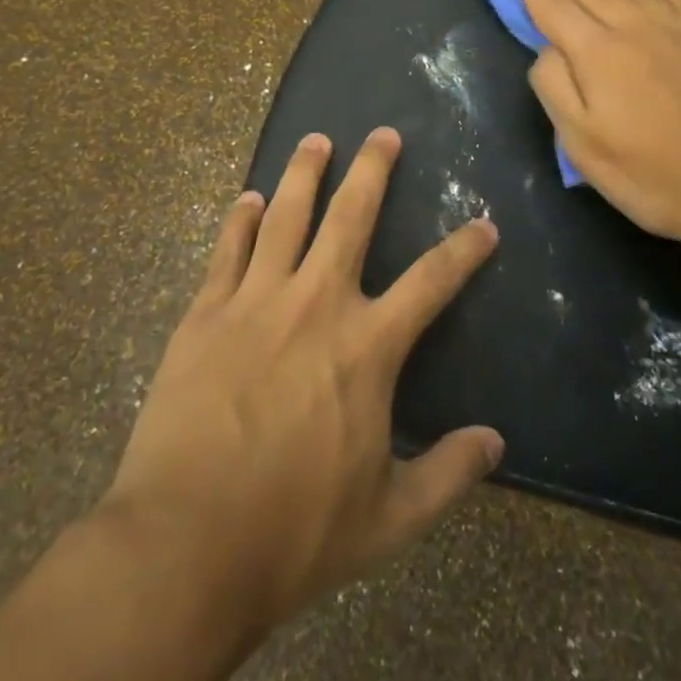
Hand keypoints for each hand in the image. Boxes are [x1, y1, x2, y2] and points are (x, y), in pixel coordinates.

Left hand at [98, 128, 503, 635]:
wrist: (185, 546)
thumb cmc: (294, 534)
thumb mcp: (389, 520)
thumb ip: (448, 475)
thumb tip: (495, 442)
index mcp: (367, 348)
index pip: (432, 281)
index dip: (464, 250)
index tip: (484, 223)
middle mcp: (316, 304)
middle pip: (351, 216)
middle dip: (372, 169)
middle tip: (383, 134)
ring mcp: (255, 301)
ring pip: (285, 214)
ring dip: (303, 172)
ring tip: (315, 139)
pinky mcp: (205, 313)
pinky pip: (228, 249)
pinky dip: (241, 219)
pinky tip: (248, 198)